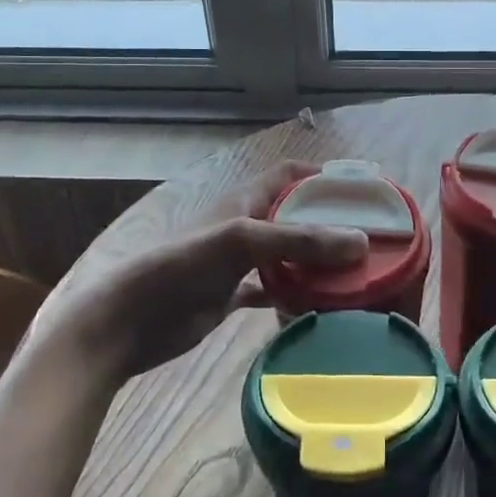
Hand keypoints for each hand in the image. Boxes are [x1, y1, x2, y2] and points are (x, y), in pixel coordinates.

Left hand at [23, 161, 366, 390]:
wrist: (126, 321)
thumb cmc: (180, 267)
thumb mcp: (241, 242)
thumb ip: (299, 241)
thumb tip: (360, 243)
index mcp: (243, 202)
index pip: (289, 175)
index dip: (322, 175)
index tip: (361, 190)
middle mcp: (243, 227)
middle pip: (293, 217)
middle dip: (327, 224)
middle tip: (369, 240)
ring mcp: (236, 264)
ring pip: (286, 256)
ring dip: (314, 263)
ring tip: (353, 276)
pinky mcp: (229, 297)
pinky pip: (271, 292)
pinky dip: (292, 296)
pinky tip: (316, 308)